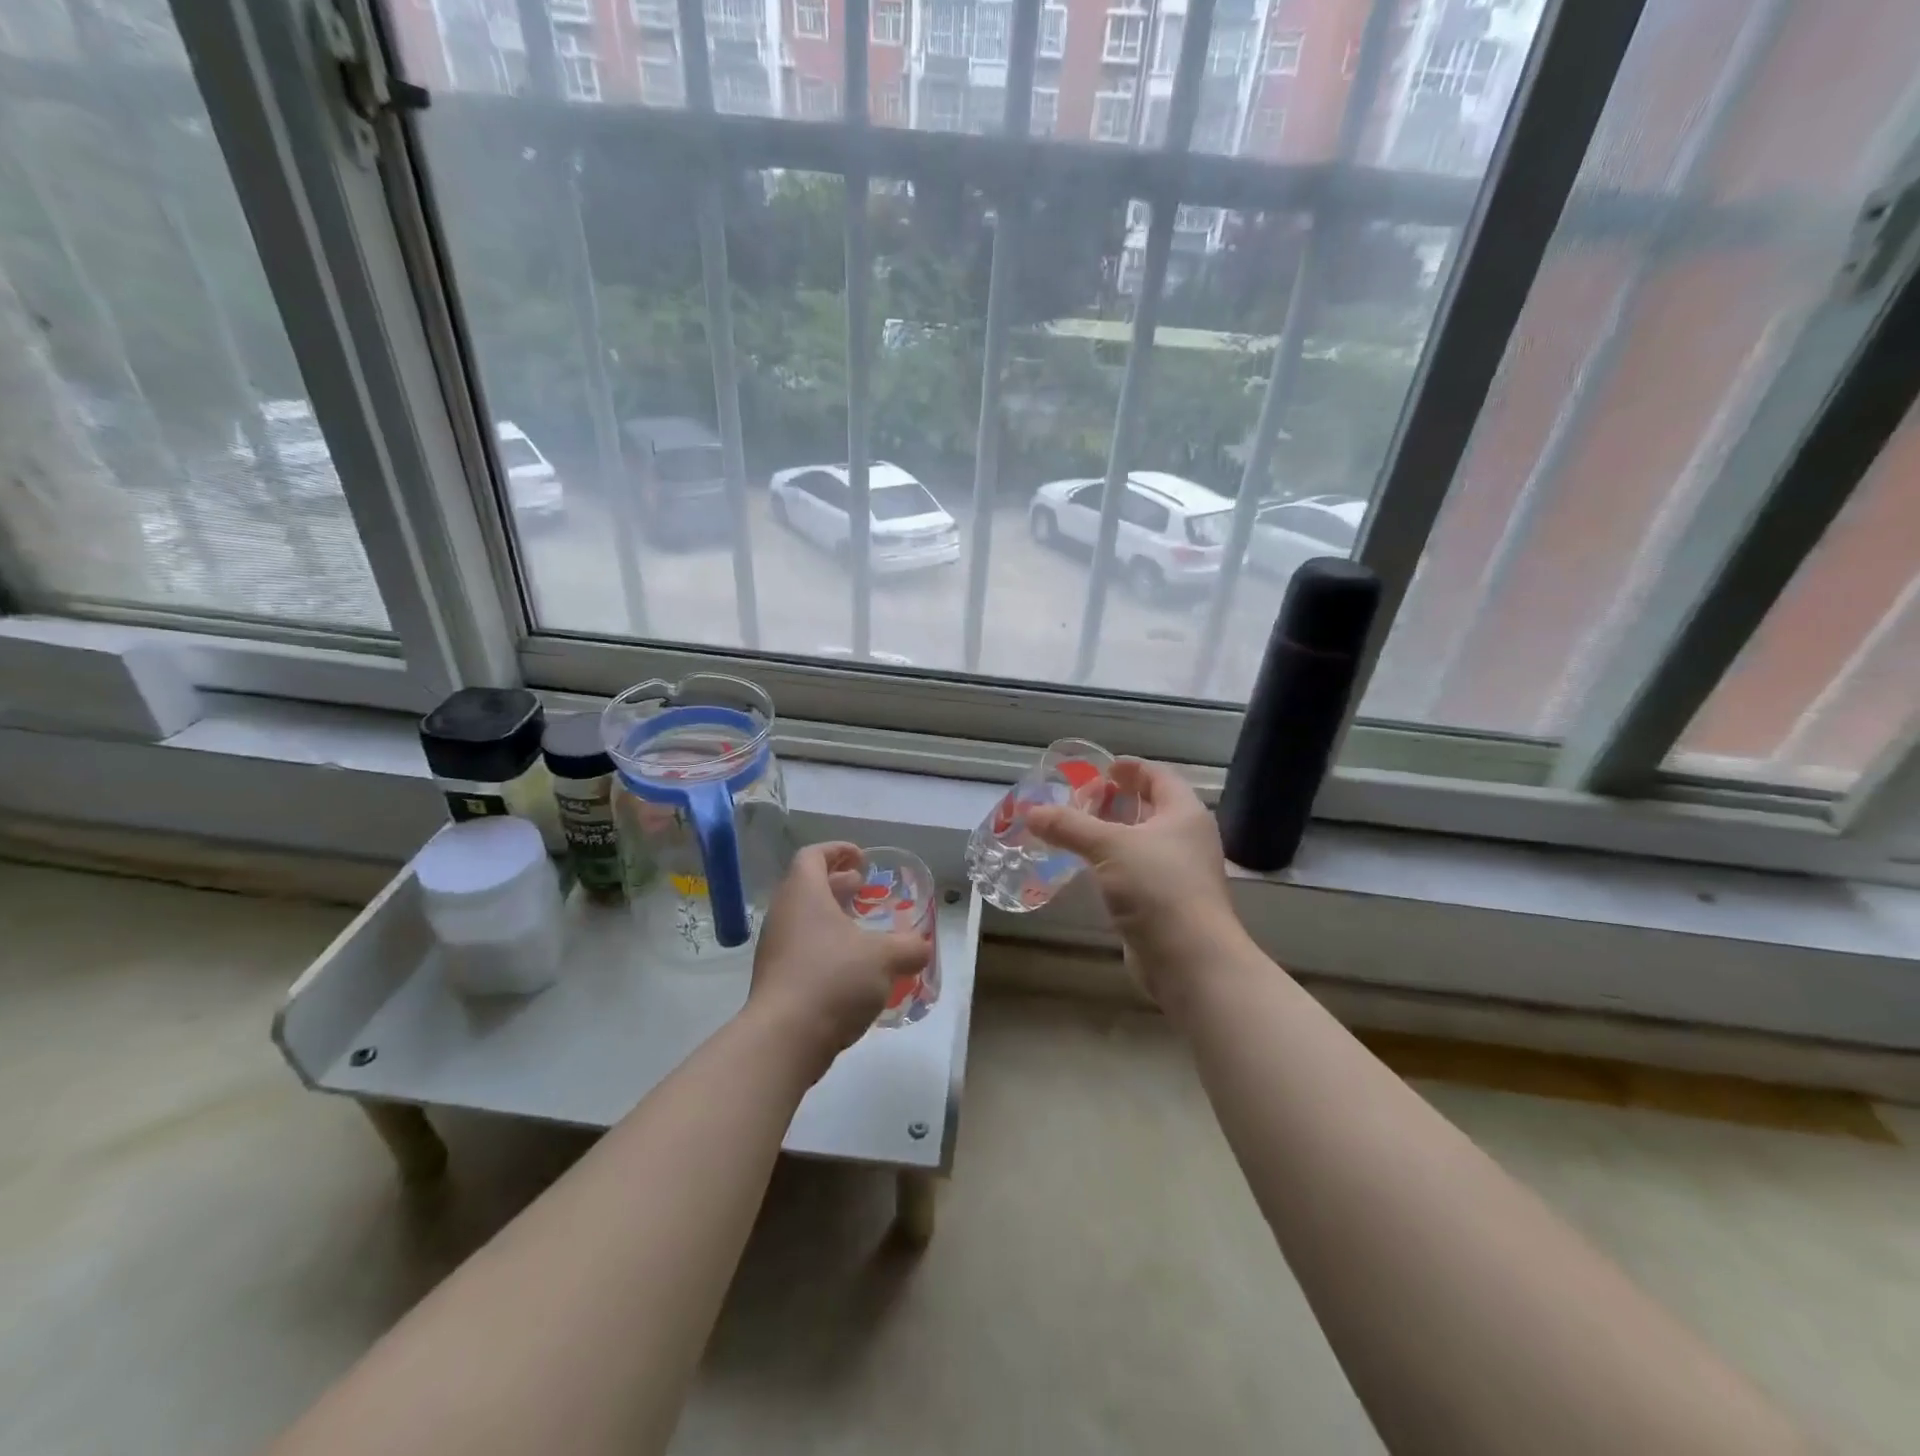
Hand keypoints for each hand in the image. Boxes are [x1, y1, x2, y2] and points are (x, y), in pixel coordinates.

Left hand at [747, 842, 931, 1074]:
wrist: (784, 1039)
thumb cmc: (833, 979)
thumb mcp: (885, 958)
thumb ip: (910, 947)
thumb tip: (922, 946)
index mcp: (804, 894)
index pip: (813, 855)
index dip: (837, 850)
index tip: (862, 860)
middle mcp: (783, 914)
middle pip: (807, 885)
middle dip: (838, 884)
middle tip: (865, 890)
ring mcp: (775, 948)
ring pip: (804, 919)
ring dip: (832, 917)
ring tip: (863, 929)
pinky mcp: (775, 979)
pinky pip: (801, 949)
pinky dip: (825, 946)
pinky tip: (852, 968)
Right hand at [1026, 759, 1243, 1015]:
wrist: (1190, 959)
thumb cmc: (1157, 887)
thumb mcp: (1109, 846)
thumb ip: (1069, 826)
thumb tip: (1031, 812)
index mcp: (1184, 813)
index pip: (1159, 776)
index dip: (1131, 768)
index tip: (1103, 767)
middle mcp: (1186, 839)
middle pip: (1150, 809)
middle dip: (1116, 802)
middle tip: (1080, 799)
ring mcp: (1178, 873)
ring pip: (1141, 843)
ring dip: (1111, 835)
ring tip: (1074, 830)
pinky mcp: (1165, 904)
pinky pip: (1135, 873)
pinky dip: (1112, 865)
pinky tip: (1086, 868)